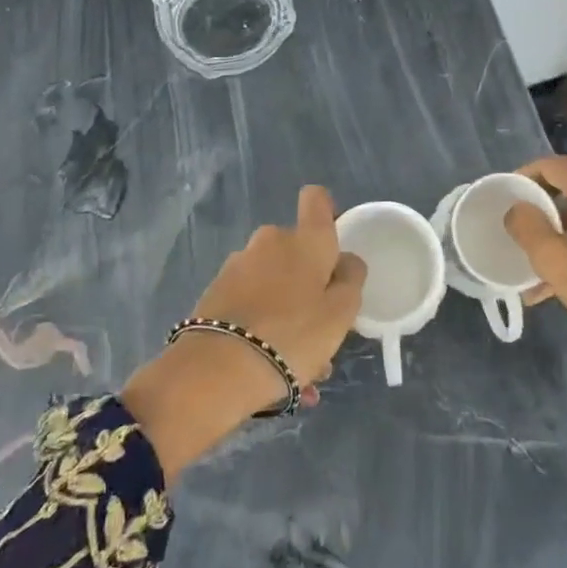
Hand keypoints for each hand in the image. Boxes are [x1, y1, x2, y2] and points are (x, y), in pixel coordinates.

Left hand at [122, 186, 365, 474]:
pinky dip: (262, 324)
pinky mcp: (216, 291)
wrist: (218, 368)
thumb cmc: (293, 335)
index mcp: (305, 240)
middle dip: (309, 282)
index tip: (332, 245)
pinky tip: (270, 367)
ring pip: (274, 282)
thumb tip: (345, 260)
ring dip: (287, 311)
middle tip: (320, 328)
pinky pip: (251, 302)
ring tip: (297, 363)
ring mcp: (238, 265)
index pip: (317, 199)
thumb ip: (350, 280)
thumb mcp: (341, 313)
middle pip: (296, 251)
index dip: (326, 212)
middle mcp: (270, 241)